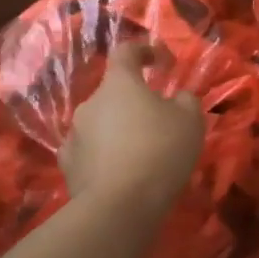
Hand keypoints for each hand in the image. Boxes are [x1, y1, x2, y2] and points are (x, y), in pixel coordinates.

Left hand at [61, 44, 205, 226]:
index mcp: (119, 84)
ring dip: (118, 130)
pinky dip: (104, 155)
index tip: (162, 62)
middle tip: (158, 121)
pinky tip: (119, 172)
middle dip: (134, 101)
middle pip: (113, 92)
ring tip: (140, 152)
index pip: (126, 51)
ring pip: (101, 123)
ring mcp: (74, 135)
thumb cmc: (160, 151)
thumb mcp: (190, 120)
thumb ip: (185, 100)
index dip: (144, 50)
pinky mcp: (67, 166)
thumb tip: (178, 98)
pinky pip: (89, 151)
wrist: (120, 207)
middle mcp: (90, 103)